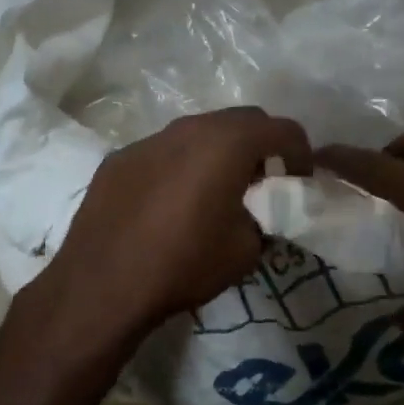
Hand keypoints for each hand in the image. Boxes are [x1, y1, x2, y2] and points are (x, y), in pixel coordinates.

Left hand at [26, 108, 311, 345]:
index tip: (299, 182)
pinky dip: (182, 165)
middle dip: (261, 145)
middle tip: (263, 181)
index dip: (301, 153)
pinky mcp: (120, 157)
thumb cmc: (184, 264)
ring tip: (217, 190)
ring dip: (219, 152)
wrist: (102, 284)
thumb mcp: (246, 250)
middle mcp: (189, 128)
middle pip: (241, 120)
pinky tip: (171, 202)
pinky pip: (164, 151)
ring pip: (199, 132)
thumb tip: (260, 212)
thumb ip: (264, 218)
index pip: (283, 129)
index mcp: (228, 143)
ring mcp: (150, 139)